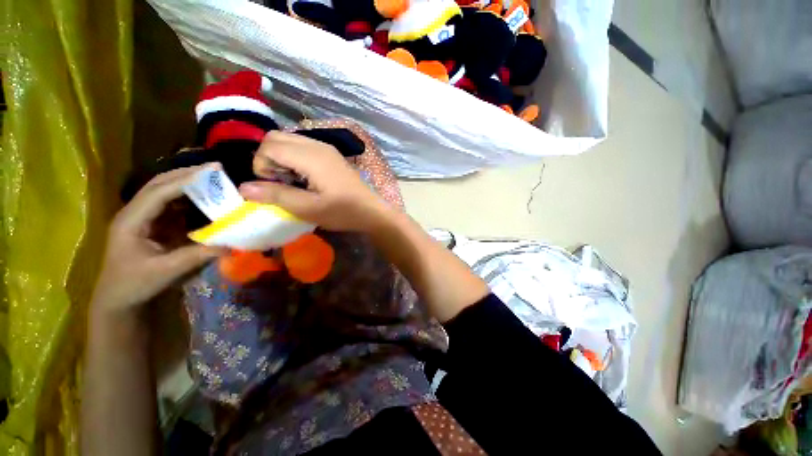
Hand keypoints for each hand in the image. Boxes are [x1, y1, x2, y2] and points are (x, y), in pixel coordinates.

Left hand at [91, 164, 224, 312]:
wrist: (118, 299)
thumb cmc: (135, 285)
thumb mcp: (165, 272)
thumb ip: (197, 256)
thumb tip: (231, 244)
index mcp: (131, 221)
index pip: (158, 192)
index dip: (185, 180)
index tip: (211, 172)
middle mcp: (135, 213)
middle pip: (159, 184)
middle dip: (186, 173)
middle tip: (215, 167)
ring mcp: (143, 218)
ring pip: (165, 191)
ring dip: (188, 183)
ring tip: (213, 177)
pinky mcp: (153, 225)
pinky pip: (172, 205)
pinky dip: (189, 198)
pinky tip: (205, 198)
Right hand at [240, 131, 391, 231]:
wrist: (372, 211)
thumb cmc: (343, 212)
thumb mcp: (309, 209)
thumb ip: (276, 196)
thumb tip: (243, 188)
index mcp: (311, 156)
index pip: (269, 145)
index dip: (262, 166)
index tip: (275, 187)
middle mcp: (317, 145)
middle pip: (276, 138)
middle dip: (269, 159)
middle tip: (282, 184)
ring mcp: (326, 148)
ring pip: (289, 142)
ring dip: (282, 160)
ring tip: (294, 183)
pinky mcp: (331, 155)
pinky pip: (303, 148)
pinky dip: (294, 160)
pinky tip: (306, 180)